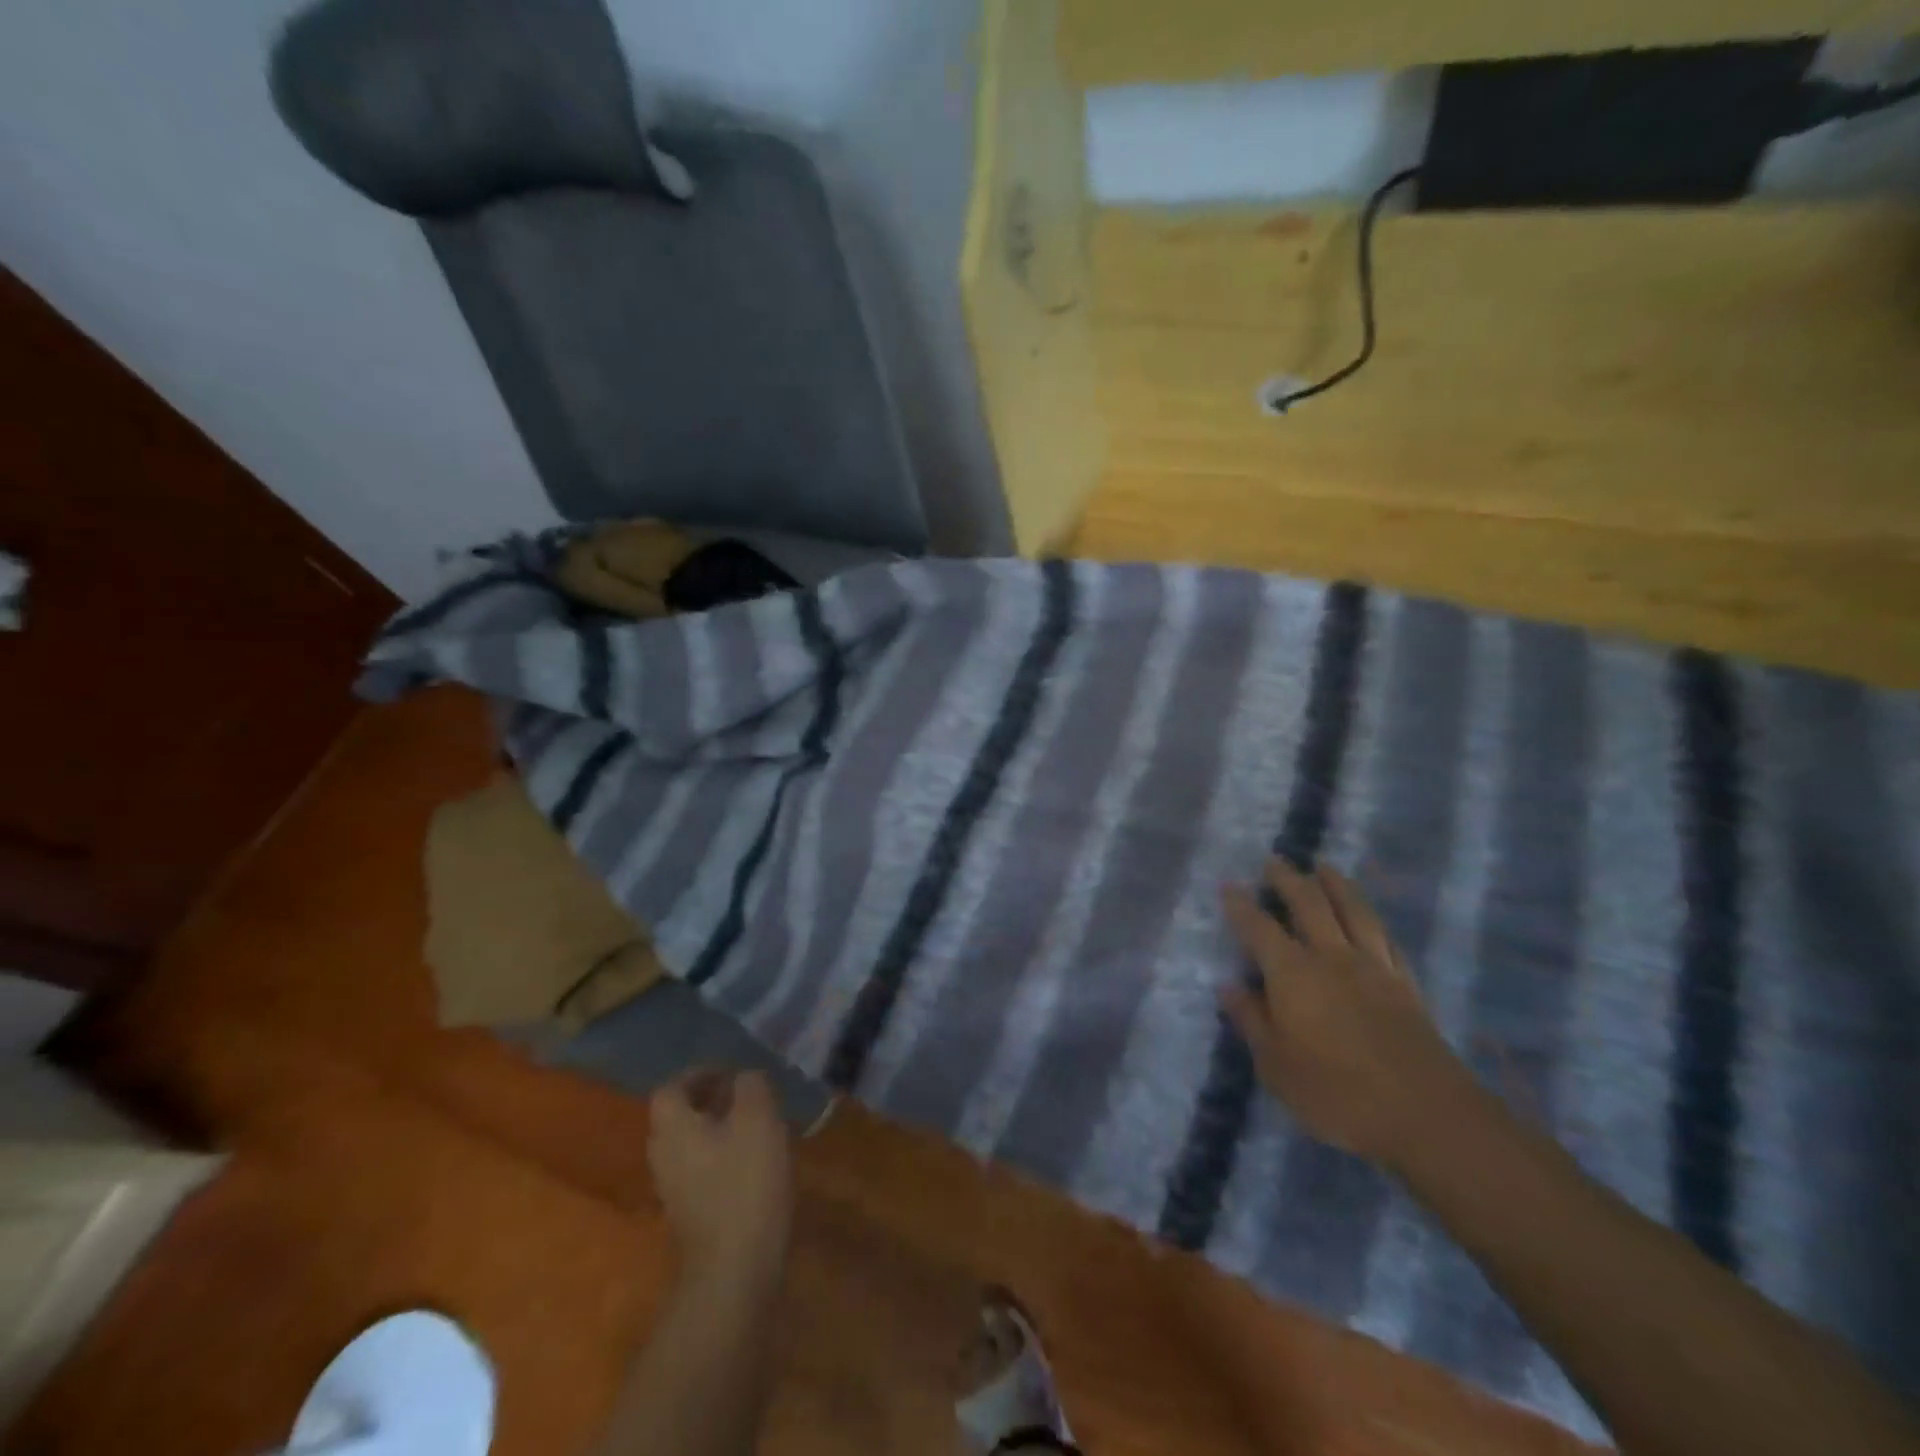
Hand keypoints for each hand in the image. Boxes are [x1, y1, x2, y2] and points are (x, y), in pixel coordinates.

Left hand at [649, 1069, 793, 1289]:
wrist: (733, 1271)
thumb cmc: (744, 1184)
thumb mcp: (758, 1119)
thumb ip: (751, 1087)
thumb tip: (744, 1077)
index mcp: (673, 1129)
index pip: (671, 1089)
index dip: (698, 1074)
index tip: (731, 1072)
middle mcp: (663, 1157)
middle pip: (677, 1118)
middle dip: (709, 1102)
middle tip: (745, 1096)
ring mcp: (673, 1191)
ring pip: (690, 1146)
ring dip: (717, 1130)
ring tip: (755, 1127)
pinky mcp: (689, 1217)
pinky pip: (700, 1172)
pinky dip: (721, 1159)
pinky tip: (753, 1164)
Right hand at [1221, 858, 1471, 1168]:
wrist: (1427, 1116)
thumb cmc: (1338, 1094)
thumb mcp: (1277, 1066)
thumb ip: (1252, 1021)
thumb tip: (1229, 986)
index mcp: (1293, 974)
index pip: (1260, 928)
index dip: (1242, 905)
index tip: (1230, 885)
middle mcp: (1332, 958)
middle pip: (1310, 905)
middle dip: (1289, 880)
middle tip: (1276, 861)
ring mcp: (1374, 969)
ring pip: (1353, 912)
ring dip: (1336, 885)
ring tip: (1324, 867)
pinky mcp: (1406, 986)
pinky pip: (1386, 939)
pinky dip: (1372, 921)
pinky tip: (1369, 918)